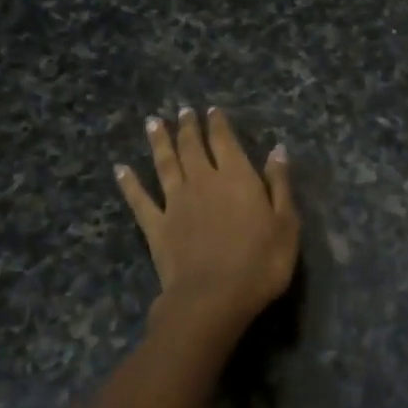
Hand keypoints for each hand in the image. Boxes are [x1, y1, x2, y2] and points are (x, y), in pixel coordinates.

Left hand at [116, 107, 298, 337]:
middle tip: (183, 110)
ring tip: (153, 122)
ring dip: (159, 142)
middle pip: (192, 147)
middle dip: (188, 127)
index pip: (225, 141)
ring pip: (165, 164)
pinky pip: (139, 199)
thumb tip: (277, 150)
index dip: (218, 124)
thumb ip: (279, 184)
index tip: (211, 110)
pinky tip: (120, 169)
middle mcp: (203, 181)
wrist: (213, 298)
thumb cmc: (260, 262)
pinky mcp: (156, 227)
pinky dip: (129, 183)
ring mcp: (175, 203)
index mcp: (236, 177)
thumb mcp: (286, 223)